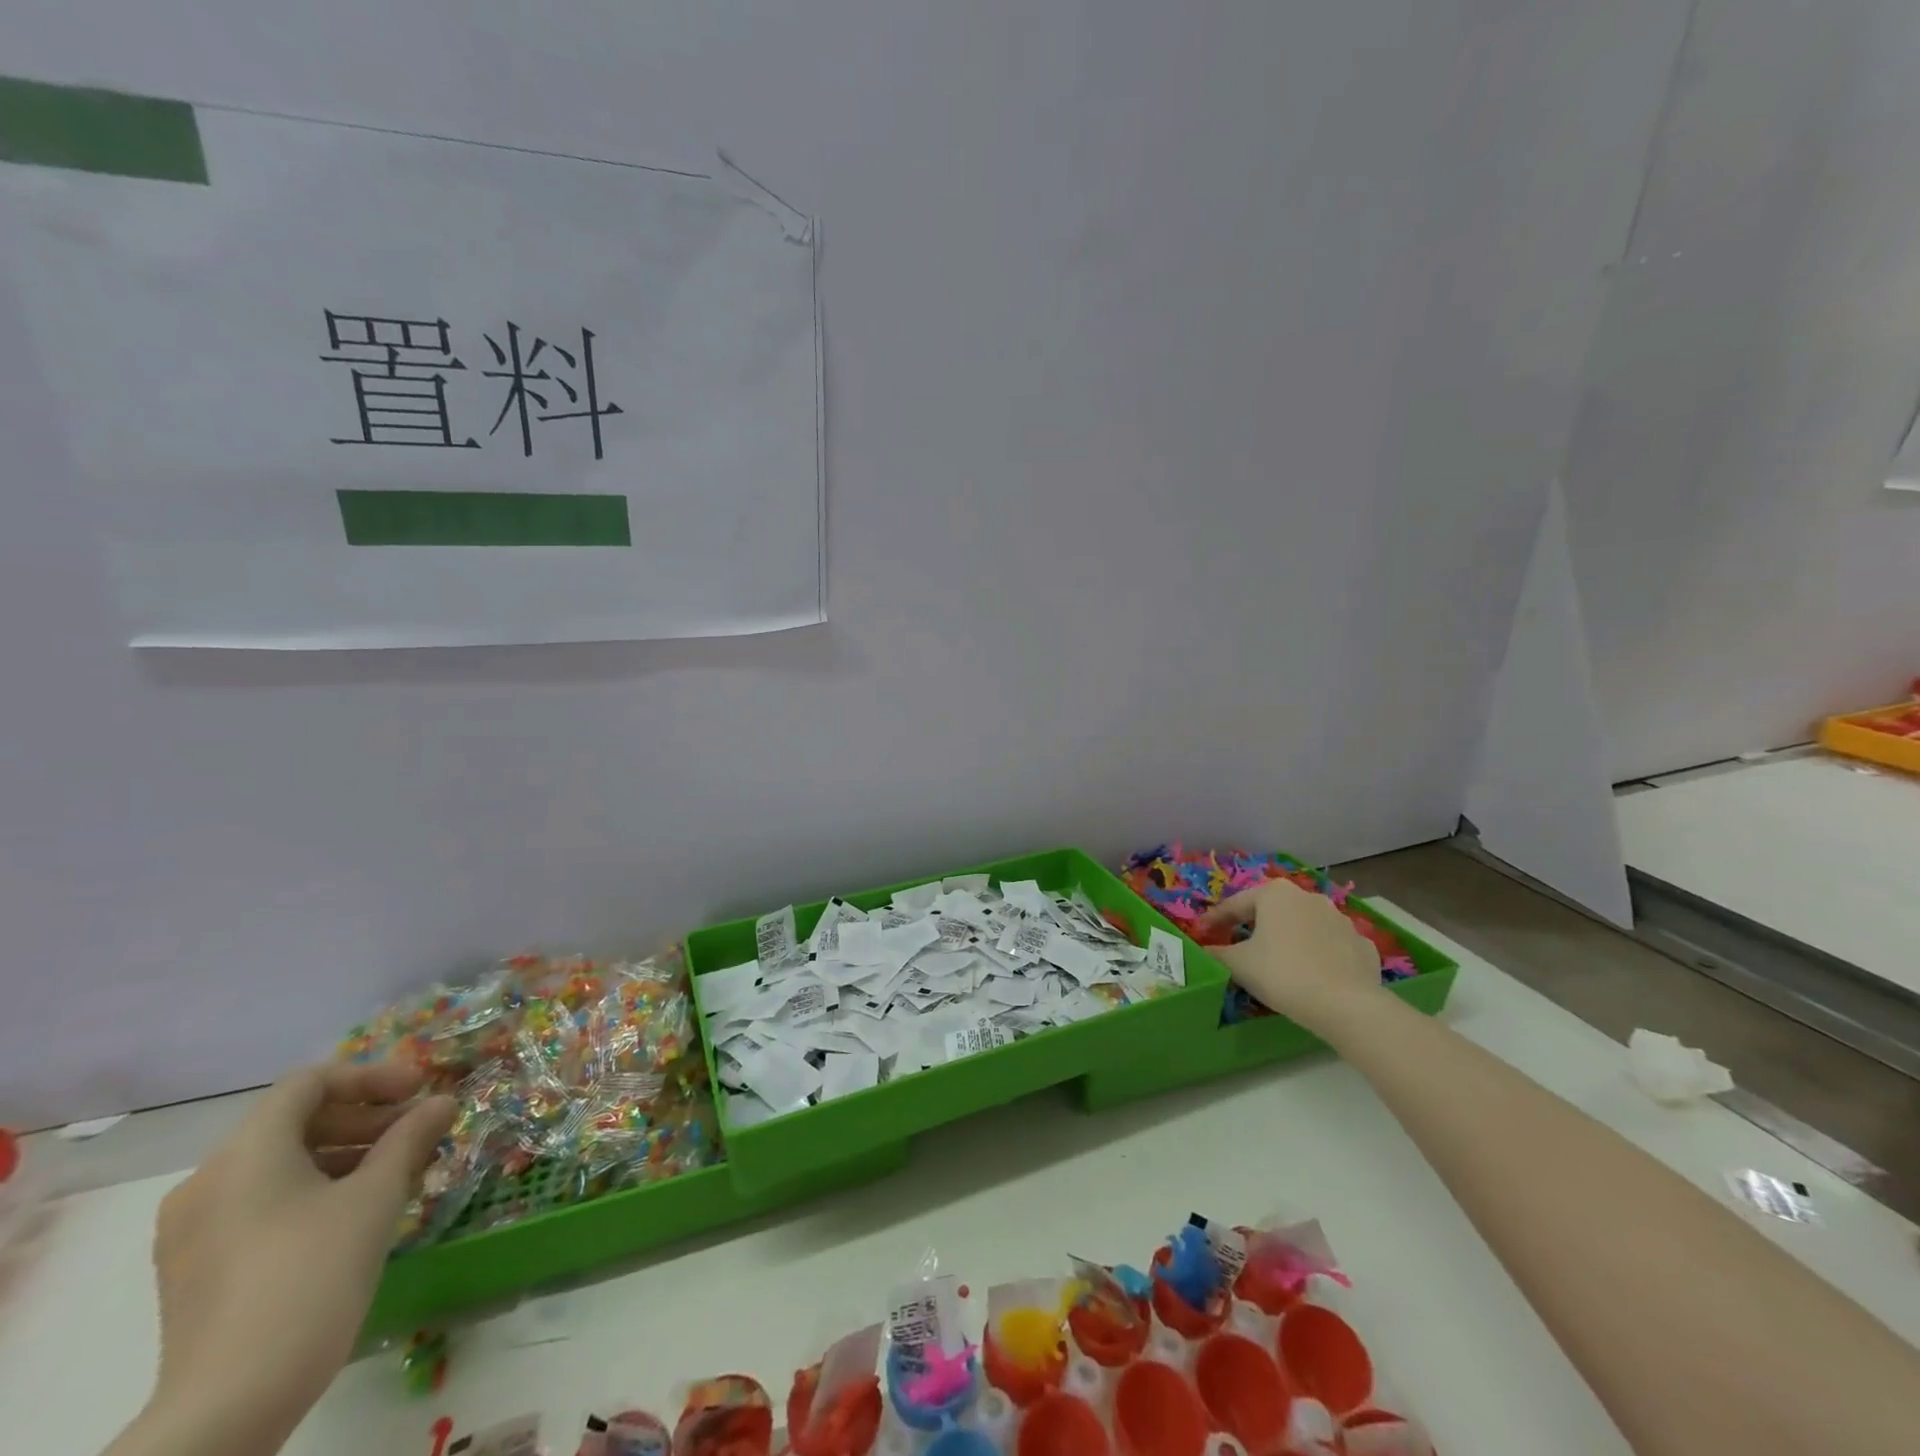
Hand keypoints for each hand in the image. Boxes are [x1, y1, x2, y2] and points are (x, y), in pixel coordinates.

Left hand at [117, 1062, 454, 1455]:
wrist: (230, 1404)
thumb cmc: (311, 1277)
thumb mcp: (376, 1198)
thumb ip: (410, 1138)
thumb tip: (442, 1101)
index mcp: (245, 1154)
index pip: (310, 1083)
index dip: (371, 1076)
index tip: (420, 1090)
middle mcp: (206, 1181)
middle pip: (292, 1121)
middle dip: (362, 1117)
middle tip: (416, 1131)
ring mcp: (191, 1230)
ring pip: (278, 1163)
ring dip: (343, 1153)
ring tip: (395, 1172)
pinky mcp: (194, 1268)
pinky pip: (260, 1201)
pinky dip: (312, 1188)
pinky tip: (352, 1213)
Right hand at [1194, 878, 1380, 1027]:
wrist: (1346, 1005)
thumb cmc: (1282, 973)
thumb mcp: (1237, 964)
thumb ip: (1215, 953)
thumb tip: (1205, 951)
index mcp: (1275, 893)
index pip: (1235, 904)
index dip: (1215, 920)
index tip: (1202, 934)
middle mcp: (1309, 896)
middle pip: (1271, 911)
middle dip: (1254, 927)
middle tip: (1239, 947)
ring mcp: (1341, 919)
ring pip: (1304, 926)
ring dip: (1289, 939)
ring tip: (1278, 963)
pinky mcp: (1363, 945)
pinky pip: (1332, 946)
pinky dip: (1319, 955)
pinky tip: (1314, 973)